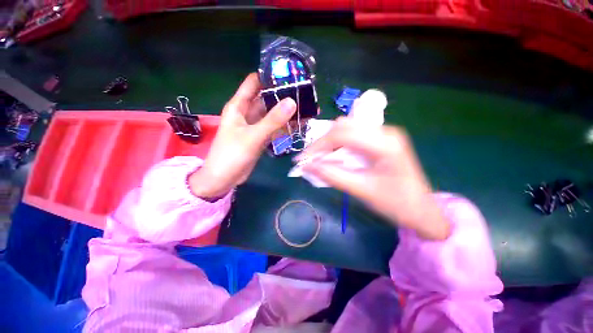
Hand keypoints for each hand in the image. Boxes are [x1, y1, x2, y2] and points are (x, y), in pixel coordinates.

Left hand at [189, 73, 296, 198]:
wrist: (224, 179)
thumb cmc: (231, 155)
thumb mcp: (253, 136)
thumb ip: (272, 120)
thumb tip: (292, 102)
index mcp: (239, 106)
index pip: (254, 83)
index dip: (269, 75)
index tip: (289, 73)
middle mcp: (247, 113)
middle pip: (266, 99)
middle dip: (283, 95)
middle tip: (304, 92)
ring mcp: (255, 126)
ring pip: (272, 114)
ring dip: (287, 112)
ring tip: (307, 108)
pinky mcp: (260, 138)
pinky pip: (274, 128)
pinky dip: (285, 126)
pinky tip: (299, 124)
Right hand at [297, 117, 449, 240]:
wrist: (421, 209)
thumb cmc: (395, 203)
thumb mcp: (361, 190)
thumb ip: (331, 175)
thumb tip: (305, 166)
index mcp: (385, 143)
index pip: (342, 134)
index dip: (318, 145)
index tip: (302, 159)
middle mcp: (385, 131)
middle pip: (343, 126)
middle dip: (322, 142)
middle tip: (310, 159)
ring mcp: (384, 133)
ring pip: (346, 128)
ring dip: (329, 142)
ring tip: (320, 159)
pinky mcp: (380, 139)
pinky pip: (353, 135)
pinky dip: (338, 145)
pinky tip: (334, 157)